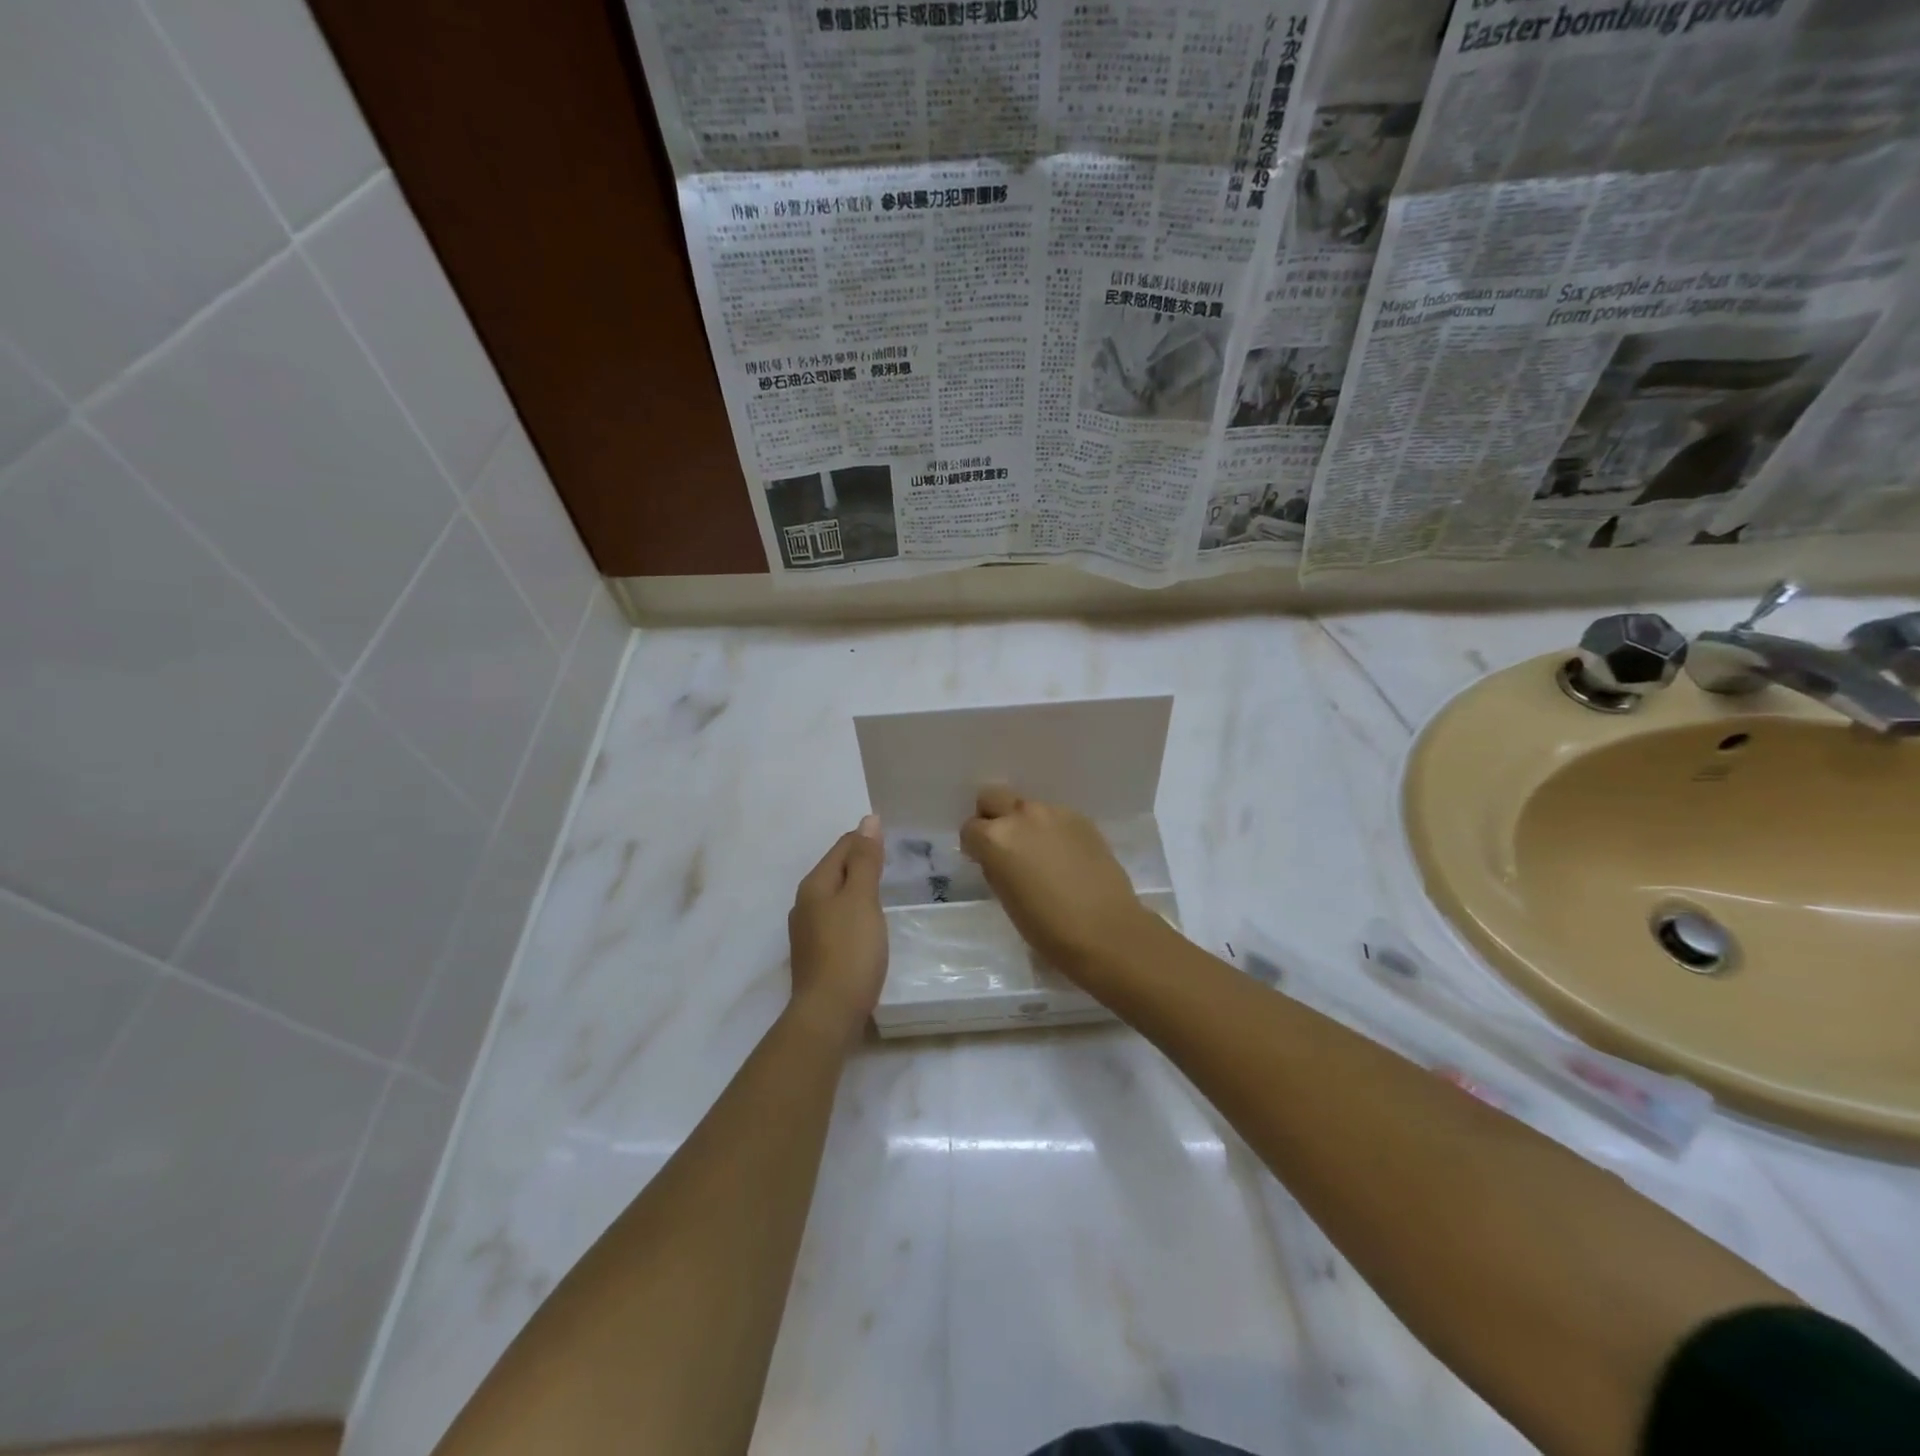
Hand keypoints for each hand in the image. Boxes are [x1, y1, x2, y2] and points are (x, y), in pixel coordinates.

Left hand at [786, 815, 887, 1044]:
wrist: (828, 1014)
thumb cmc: (850, 950)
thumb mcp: (862, 899)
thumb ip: (866, 860)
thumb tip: (868, 820)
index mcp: (814, 885)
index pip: (842, 847)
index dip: (866, 839)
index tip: (893, 839)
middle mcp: (804, 903)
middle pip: (836, 870)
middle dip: (861, 862)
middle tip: (893, 862)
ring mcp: (807, 931)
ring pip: (835, 896)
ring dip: (857, 889)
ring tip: (884, 890)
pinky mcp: (816, 954)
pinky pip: (837, 919)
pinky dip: (854, 912)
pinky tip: (868, 924)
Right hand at [959, 786, 1153, 974]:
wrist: (1106, 931)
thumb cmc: (1047, 928)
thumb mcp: (1006, 898)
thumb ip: (996, 866)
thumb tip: (998, 858)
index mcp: (996, 838)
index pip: (970, 828)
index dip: (975, 845)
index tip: (983, 861)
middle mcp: (1022, 816)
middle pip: (993, 797)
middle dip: (993, 817)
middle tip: (1005, 846)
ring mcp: (1054, 813)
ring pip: (1027, 806)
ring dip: (1025, 823)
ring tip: (1040, 854)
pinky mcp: (1082, 819)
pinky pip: (1055, 816)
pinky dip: (1052, 830)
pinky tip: (1065, 856)